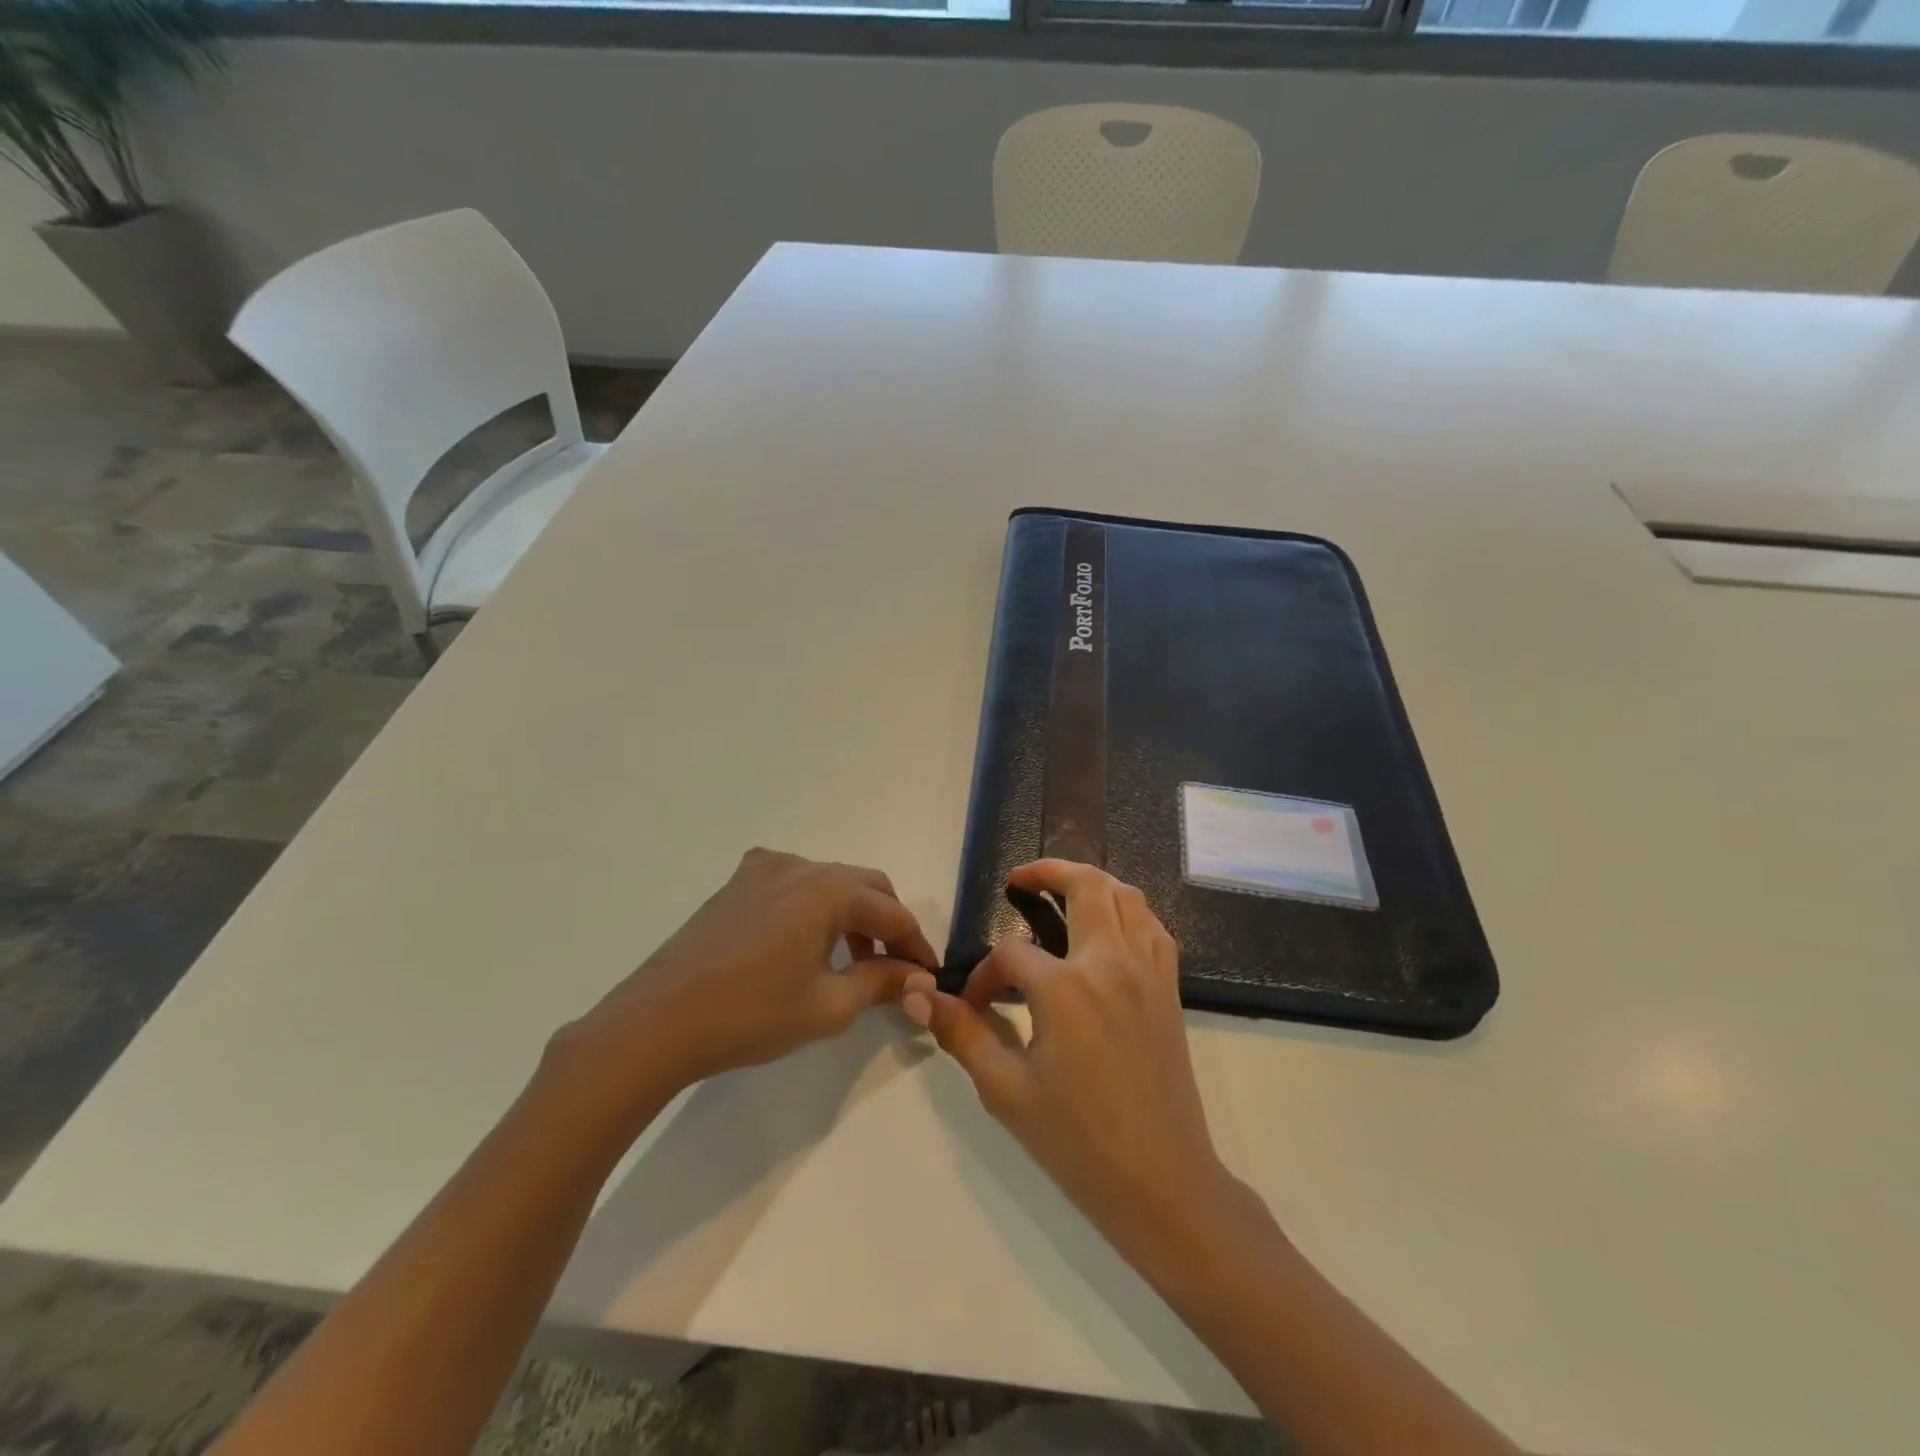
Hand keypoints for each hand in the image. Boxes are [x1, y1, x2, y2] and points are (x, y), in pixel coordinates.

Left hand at [562, 848, 938, 1099]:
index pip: (892, 912)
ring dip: (851, 915)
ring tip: (852, 962)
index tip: (929, 974)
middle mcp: (799, 865)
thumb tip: (918, 976)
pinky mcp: (736, 884)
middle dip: (887, 923)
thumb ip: (881, 982)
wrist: (657, 1022)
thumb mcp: (828, 1005)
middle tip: (895, 967)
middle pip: (865, 885)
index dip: (916, 944)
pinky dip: (814, 908)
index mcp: (827, 889)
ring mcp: (762, 870)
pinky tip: (805, 943)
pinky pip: (793, 885)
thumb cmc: (751, 1014)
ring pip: (829, 883)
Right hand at [903, 860, 1244, 1269]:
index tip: (974, 1004)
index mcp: (1066, 988)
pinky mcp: (1169, 987)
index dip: (985, 974)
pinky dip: (1126, 910)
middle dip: (1047, 871)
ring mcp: (1147, 970)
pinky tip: (1106, 930)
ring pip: (1126, 895)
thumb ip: (963, 1033)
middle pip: (1084, 884)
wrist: (1162, 1183)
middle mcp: (1110, 963)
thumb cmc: (1077, 1143)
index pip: (1011, 953)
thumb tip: (919, 996)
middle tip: (1020, 879)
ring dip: (1091, 882)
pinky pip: (1151, 925)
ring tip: (1061, 893)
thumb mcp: (1006, 1090)